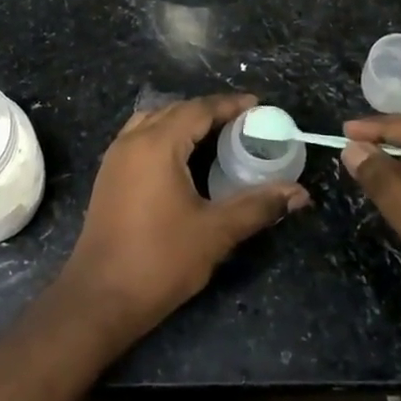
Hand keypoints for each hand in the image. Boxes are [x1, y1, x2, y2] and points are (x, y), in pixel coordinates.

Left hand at [61, 93, 309, 343]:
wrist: (101, 295)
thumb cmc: (161, 260)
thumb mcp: (216, 232)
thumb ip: (258, 206)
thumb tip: (299, 193)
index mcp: (156, 145)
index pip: (198, 109)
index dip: (229, 105)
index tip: (258, 105)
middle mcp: (131, 142)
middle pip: (174, 111)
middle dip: (208, 112)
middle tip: (243, 124)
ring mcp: (114, 159)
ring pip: (152, 123)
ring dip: (183, 123)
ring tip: (216, 138)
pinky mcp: (108, 177)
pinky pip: (139, 140)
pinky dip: (164, 138)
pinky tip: (184, 161)